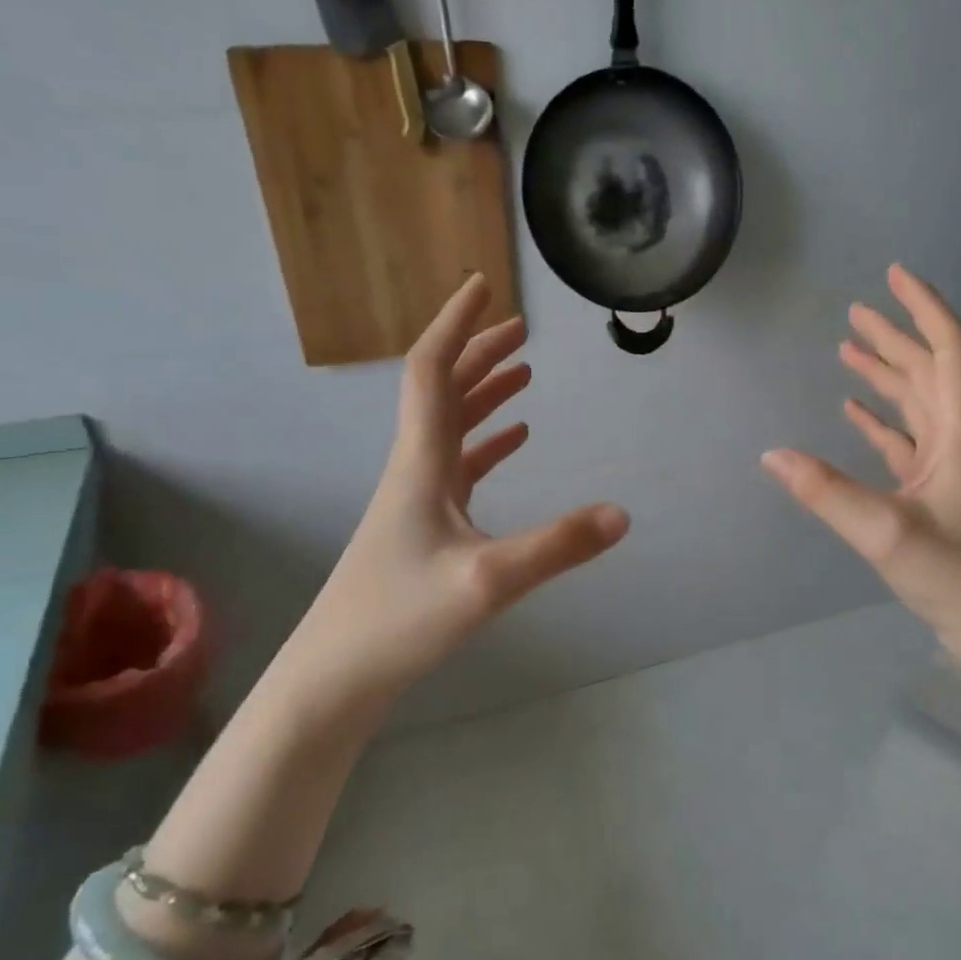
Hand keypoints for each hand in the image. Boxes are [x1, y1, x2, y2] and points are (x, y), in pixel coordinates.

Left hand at [264, 276, 629, 728]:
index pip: (432, 371)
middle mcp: (415, 468)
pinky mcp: (424, 527)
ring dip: (484, 393)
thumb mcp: (488, 581)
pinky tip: (513, 442)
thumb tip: (623, 513)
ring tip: (523, 372)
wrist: (337, 673)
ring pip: (451, 427)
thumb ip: (558, 546)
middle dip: (479, 352)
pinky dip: (486, 442)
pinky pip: (458, 466)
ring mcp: (417, 499)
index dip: (457, 325)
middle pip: (443, 390)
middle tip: (520, 327)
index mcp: (421, 462)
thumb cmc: (399, 618)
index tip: (482, 286)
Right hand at [761, 264, 960, 646]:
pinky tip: (853, 411)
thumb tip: (771, 455)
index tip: (895, 276)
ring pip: (917, 403)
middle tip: (856, 309)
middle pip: (930, 370)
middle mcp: (958, 439)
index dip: (924, 309)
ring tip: (848, 347)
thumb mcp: (886, 532)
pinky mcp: (936, 491)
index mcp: (960, 434)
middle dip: (895, 336)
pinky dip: (880, 420)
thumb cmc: (956, 575)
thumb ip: (827, 492)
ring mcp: (948, 466)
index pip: (948, 352)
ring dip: (886, 374)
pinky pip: (906, 441)